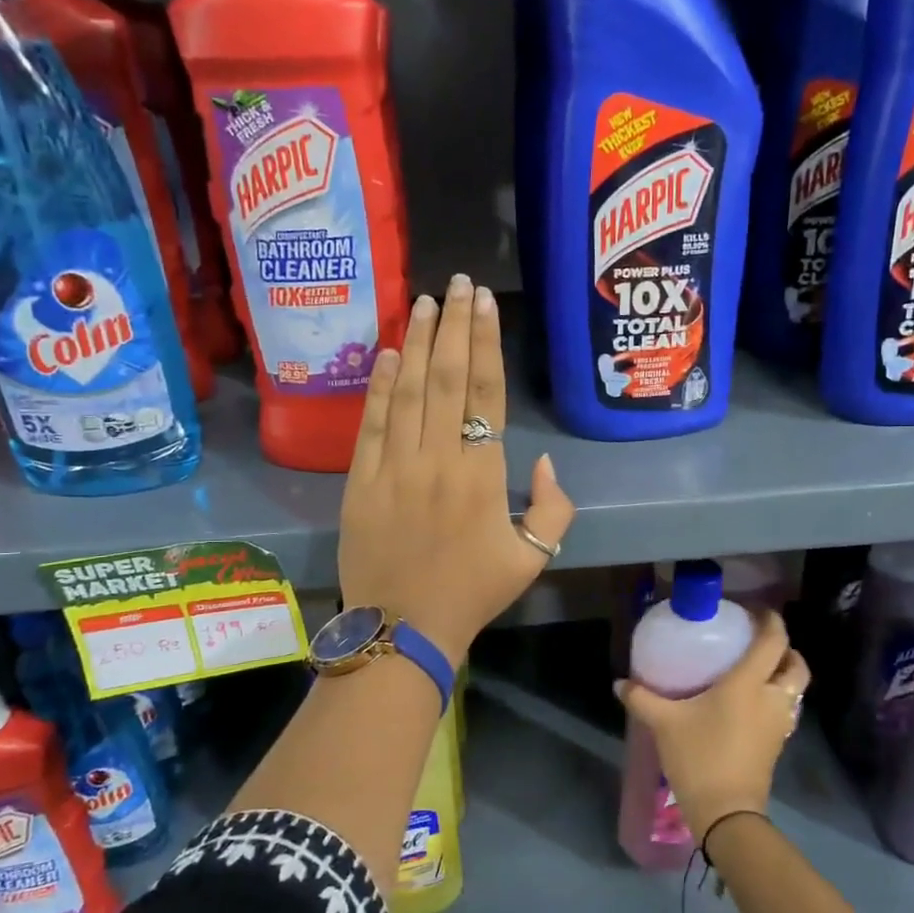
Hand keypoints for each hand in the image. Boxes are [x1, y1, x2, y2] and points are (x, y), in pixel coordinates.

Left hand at [338, 275, 575, 662]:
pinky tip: (384, 354)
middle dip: (453, 325)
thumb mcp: (532, 559)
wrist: (403, 628)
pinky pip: (371, 423)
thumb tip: (543, 462)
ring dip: (415, 342)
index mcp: (482, 474)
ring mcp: (394, 467)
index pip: (485, 392)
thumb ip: (553, 508)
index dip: (485, 343)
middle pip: (446, 378)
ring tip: (423, 302)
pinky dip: (378, 386)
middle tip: (458, 283)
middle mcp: (438, 458)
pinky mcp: (360, 481)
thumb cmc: (472, 593)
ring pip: (406, 391)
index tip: (484, 303)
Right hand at [615, 611, 809, 842]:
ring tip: (755, 671)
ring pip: (795, 689)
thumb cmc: (699, 756)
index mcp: (749, 683)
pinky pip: (786, 710)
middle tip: (759, 643)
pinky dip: (776, 698)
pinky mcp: (777, 744)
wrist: (727, 813)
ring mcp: (779, 724)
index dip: (771, 621)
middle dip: (785, 649)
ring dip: (783, 675)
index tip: (756, 611)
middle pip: (796, 665)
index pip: (773, 641)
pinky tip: (750, 703)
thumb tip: (619, 683)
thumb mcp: (664, 724)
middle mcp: (771, 698)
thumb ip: (642, 698)